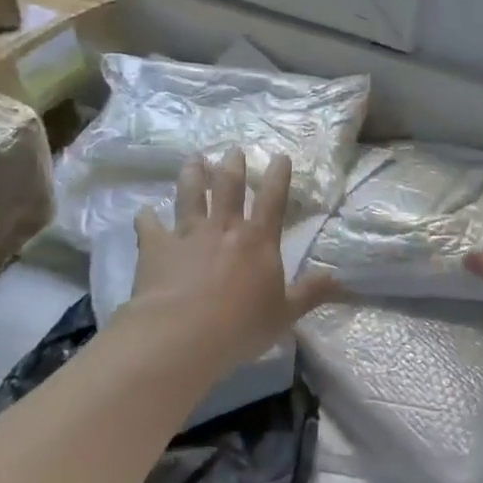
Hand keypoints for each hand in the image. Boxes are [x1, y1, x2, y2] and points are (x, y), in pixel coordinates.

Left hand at [128, 150, 340, 371]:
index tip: (280, 156)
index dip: (278, 176)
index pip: (273, 200)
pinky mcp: (157, 247)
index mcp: (258, 241)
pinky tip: (144, 212)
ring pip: (191, 195)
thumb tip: (338, 279)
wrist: (183, 333)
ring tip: (194, 159)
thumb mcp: (284, 313)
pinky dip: (147, 218)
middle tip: (233, 150)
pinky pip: (150, 226)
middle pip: (229, 188)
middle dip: (233, 166)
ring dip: (193, 176)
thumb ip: (310, 293)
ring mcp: (188, 234)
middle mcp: (224, 228)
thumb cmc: (241, 325)